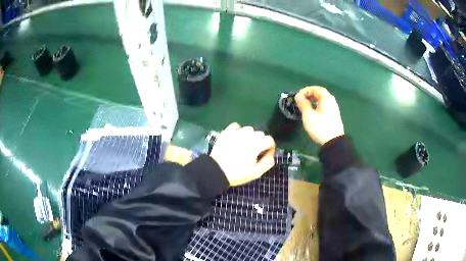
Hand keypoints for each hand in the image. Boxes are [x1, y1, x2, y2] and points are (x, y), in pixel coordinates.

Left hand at [210, 123, 275, 185]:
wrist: (216, 171)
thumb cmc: (237, 174)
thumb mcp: (256, 173)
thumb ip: (268, 162)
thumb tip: (271, 154)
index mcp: (257, 144)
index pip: (269, 140)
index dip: (270, 147)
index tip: (266, 155)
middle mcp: (248, 135)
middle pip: (260, 134)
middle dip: (261, 142)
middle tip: (255, 153)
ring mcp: (236, 132)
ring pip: (249, 129)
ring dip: (250, 136)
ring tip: (245, 146)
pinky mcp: (226, 132)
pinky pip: (236, 126)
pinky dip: (238, 130)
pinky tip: (236, 138)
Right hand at [295, 86, 344, 144]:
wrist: (334, 142)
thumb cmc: (320, 127)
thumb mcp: (308, 115)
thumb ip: (303, 104)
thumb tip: (298, 96)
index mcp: (326, 98)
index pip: (316, 89)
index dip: (306, 90)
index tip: (298, 96)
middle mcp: (331, 101)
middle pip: (320, 93)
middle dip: (309, 95)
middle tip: (301, 100)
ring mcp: (334, 109)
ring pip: (322, 100)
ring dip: (313, 100)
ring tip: (305, 106)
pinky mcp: (334, 116)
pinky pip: (325, 106)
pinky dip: (317, 105)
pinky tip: (313, 112)